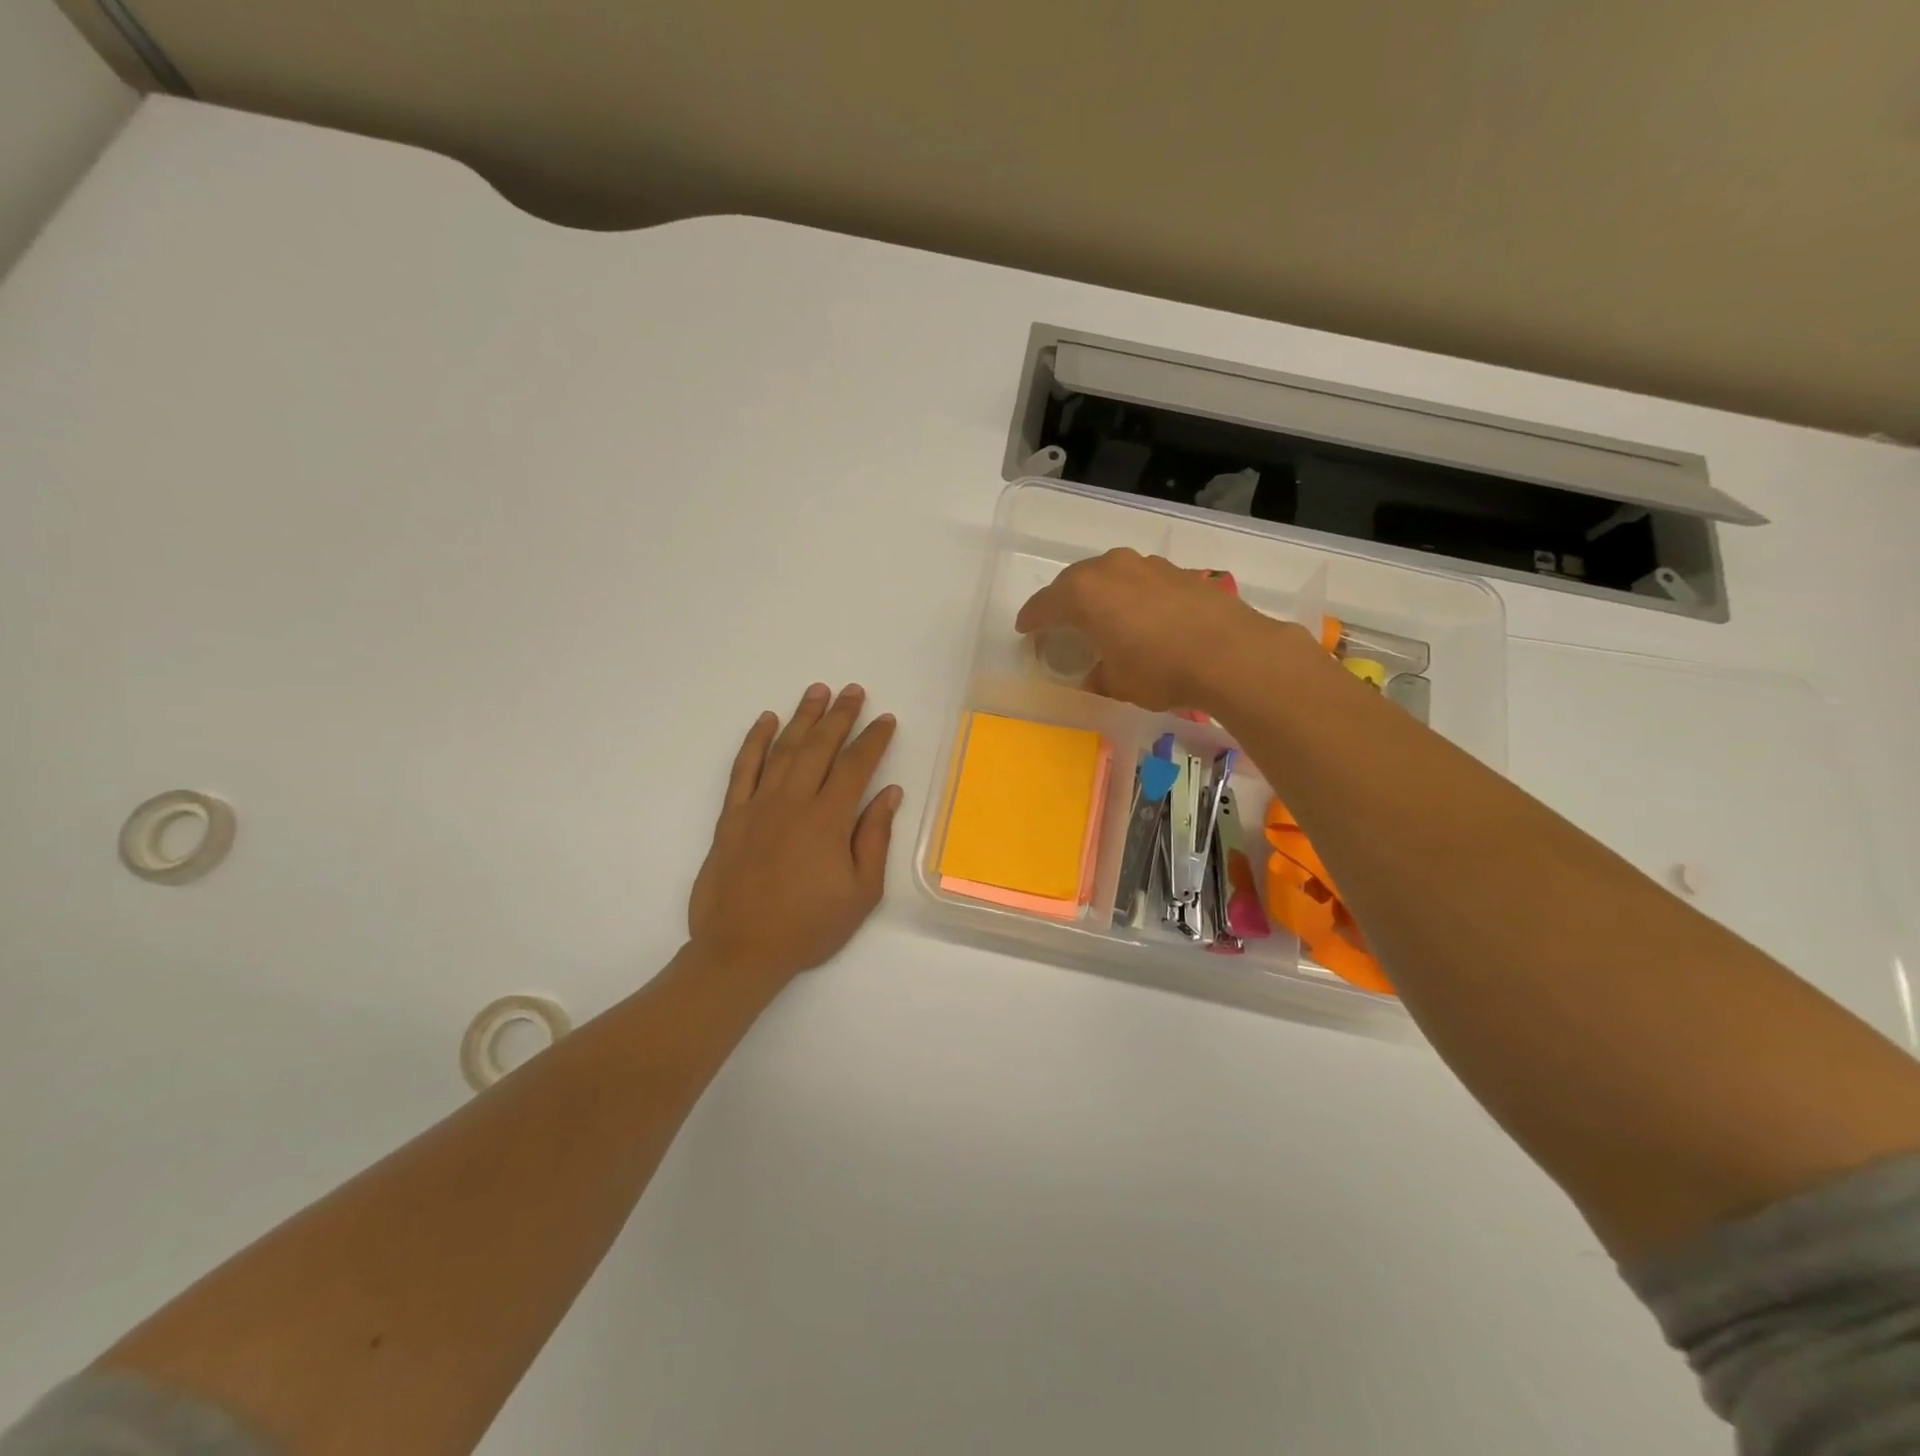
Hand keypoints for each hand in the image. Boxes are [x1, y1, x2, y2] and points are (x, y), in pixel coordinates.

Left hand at [688, 684, 902, 985]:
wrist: (741, 951)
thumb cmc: (808, 926)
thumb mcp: (860, 892)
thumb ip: (875, 838)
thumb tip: (890, 793)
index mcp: (827, 820)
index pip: (856, 766)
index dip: (873, 740)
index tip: (886, 720)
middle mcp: (793, 802)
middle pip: (819, 747)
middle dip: (839, 716)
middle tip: (853, 691)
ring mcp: (758, 806)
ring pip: (783, 750)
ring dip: (802, 718)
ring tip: (817, 691)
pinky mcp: (731, 816)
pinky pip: (743, 769)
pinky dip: (754, 741)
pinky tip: (766, 721)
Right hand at [1015, 549, 1299, 713]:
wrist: (1231, 653)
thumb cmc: (1160, 669)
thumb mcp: (1117, 683)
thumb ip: (1098, 675)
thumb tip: (1097, 673)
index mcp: (1084, 594)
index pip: (1045, 604)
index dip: (1032, 619)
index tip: (1025, 630)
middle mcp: (1111, 569)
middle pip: (1074, 581)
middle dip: (1063, 601)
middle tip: (1059, 622)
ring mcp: (1147, 566)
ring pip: (1110, 574)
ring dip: (1100, 593)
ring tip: (1101, 616)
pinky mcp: (1178, 572)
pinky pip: (1140, 580)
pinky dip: (1131, 595)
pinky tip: (1141, 616)